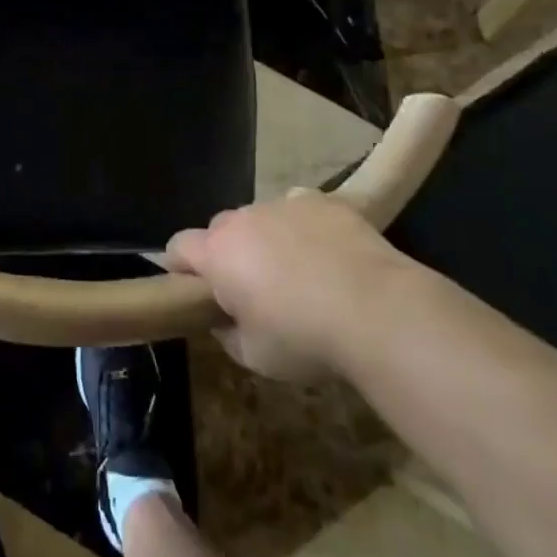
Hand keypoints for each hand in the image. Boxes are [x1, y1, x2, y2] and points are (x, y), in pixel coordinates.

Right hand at [166, 195, 419, 380]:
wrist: (379, 311)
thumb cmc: (306, 339)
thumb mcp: (254, 356)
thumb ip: (227, 333)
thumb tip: (224, 319)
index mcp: (218, 254)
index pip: (178, 246)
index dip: (181, 267)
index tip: (197, 291)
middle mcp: (243, 219)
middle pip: (220, 228)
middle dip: (228, 253)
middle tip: (253, 288)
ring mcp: (283, 203)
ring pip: (261, 217)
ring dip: (267, 239)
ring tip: (299, 273)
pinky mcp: (321, 200)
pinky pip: (298, 208)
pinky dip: (303, 227)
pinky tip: (326, 253)